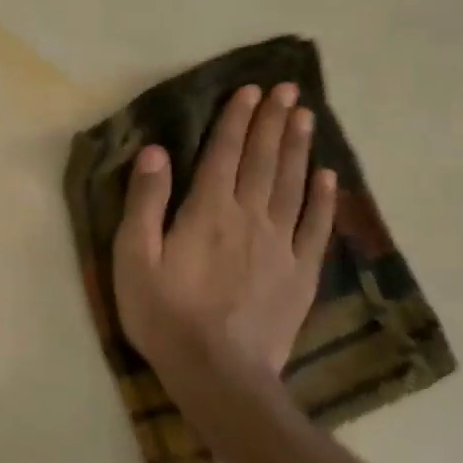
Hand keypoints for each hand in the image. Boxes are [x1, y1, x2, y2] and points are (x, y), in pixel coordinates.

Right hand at [111, 82, 336, 400]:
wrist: (218, 373)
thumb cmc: (165, 315)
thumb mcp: (134, 258)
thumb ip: (146, 202)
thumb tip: (156, 151)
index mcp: (207, 211)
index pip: (224, 153)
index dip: (236, 119)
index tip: (250, 90)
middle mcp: (249, 217)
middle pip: (263, 160)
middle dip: (272, 121)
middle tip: (286, 88)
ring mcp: (281, 245)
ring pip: (292, 184)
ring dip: (299, 147)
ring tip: (305, 115)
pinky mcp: (300, 274)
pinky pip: (315, 226)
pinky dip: (322, 198)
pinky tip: (328, 175)